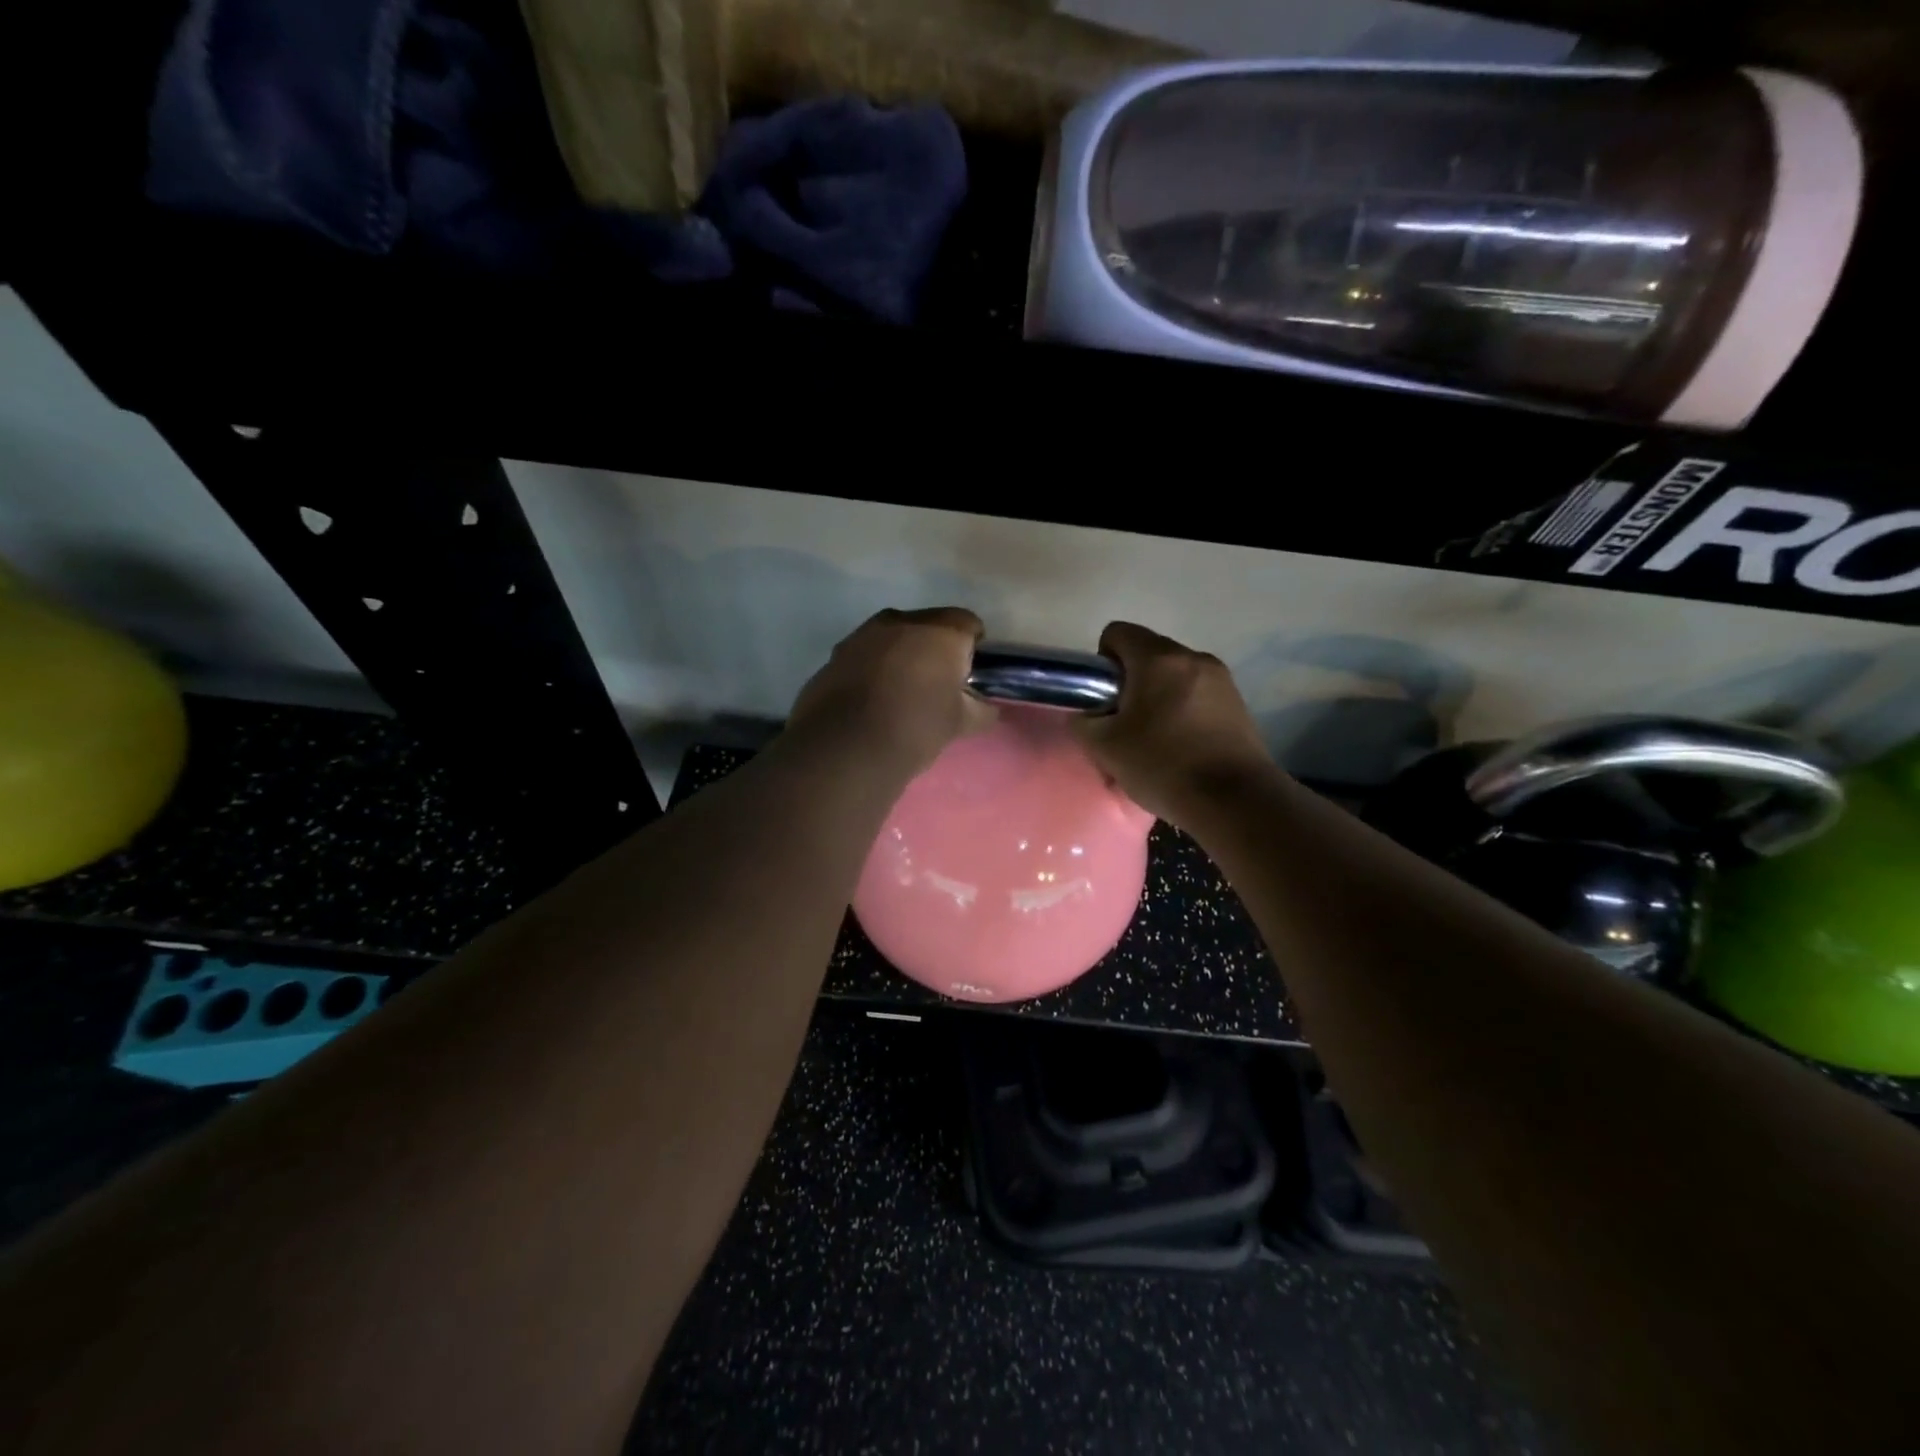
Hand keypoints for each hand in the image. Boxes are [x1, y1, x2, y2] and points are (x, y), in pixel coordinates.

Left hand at [786, 607, 996, 774]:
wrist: (845, 748)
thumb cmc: (915, 728)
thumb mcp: (960, 724)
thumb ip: (981, 710)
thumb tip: (986, 708)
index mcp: (940, 631)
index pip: (968, 624)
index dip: (973, 648)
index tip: (969, 675)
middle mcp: (901, 621)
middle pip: (928, 626)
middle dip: (934, 649)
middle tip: (937, 685)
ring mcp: (862, 634)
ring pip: (892, 638)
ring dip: (900, 657)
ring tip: (901, 694)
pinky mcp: (835, 655)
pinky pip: (865, 655)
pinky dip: (872, 670)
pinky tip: (871, 701)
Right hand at [1072, 621, 1276, 828]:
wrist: (1234, 801)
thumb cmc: (1163, 765)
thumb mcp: (1104, 748)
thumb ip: (1084, 722)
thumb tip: (1087, 714)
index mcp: (1158, 659)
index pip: (1117, 632)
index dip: (1101, 662)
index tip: (1103, 698)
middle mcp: (1193, 657)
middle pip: (1148, 653)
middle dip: (1130, 681)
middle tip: (1123, 723)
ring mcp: (1221, 679)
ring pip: (1174, 675)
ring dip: (1158, 696)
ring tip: (1154, 738)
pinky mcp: (1238, 703)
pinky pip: (1197, 694)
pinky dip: (1182, 710)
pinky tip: (1181, 746)